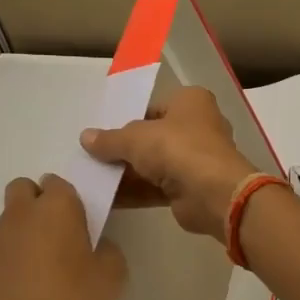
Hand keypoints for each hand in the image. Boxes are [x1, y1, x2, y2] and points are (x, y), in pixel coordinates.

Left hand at [0, 175, 127, 299]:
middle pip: (23, 189)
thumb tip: (95, 248)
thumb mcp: (112, 280)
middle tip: (55, 238)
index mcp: (55, 209)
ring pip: (5, 224)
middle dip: (37, 204)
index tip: (79, 224)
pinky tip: (14, 297)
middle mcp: (18, 216)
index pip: (59, 182)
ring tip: (35, 275)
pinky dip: (1, 268)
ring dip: (19, 237)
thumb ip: (108, 252)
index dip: (69, 199)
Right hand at [81, 86, 261, 240]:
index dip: (127, 120)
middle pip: (152, 137)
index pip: (152, 107)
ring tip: (92, 178)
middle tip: (92, 156)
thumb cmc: (178, 148)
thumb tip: (85, 137)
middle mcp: (197, 126)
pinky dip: (135, 191)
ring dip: (127, 172)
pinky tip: (106, 197)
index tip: (102, 133)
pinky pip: (157, 186)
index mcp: (190, 101)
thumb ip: (109, 139)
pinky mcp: (191, 187)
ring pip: (154, 163)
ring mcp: (196, 159)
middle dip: (125, 149)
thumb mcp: (135, 138)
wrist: (213, 193)